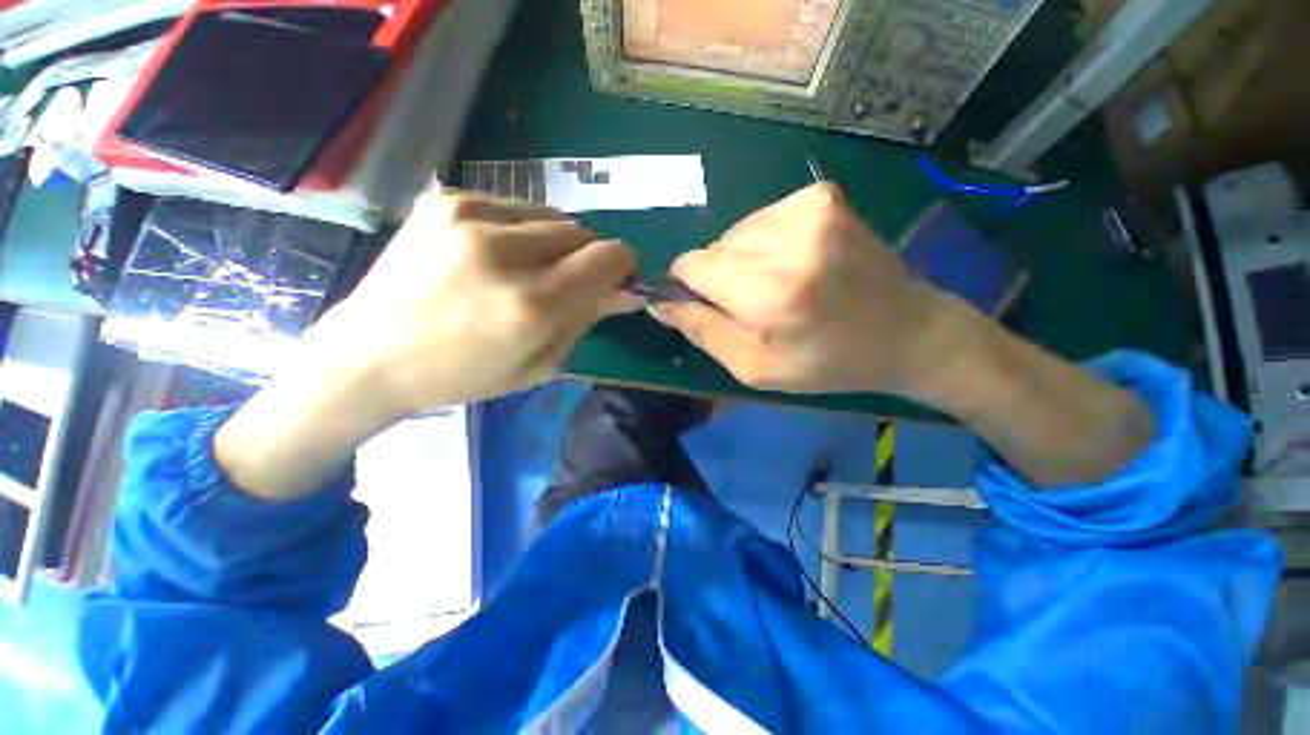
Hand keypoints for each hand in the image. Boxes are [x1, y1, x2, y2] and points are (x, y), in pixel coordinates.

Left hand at [319, 189, 639, 416]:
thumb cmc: (465, 374)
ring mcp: (469, 217)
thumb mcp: (541, 362)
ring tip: (533, 269)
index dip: (624, 265)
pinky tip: (500, 254)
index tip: (620, 279)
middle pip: (582, 233)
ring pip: (552, 216)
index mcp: (532, 305)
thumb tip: (627, 290)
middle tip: (574, 282)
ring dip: (558, 243)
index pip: (607, 258)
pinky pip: (515, 207)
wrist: (372, 354)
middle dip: (590, 257)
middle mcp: (504, 252)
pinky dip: (523, 230)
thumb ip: (588, 318)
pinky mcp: (445, 200)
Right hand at [650, 183, 946, 394]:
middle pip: (714, 247)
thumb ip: (702, 331)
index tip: (711, 307)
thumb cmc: (827, 362)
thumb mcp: (755, 367)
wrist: (905, 330)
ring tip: (781, 285)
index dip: (690, 287)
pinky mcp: (822, 195)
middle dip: (721, 277)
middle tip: (758, 304)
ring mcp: (810, 208)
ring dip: (745, 260)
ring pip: (737, 233)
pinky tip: (797, 263)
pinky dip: (767, 242)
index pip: (692, 266)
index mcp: (772, 292)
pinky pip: (763, 219)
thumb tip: (659, 302)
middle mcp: (790, 239)